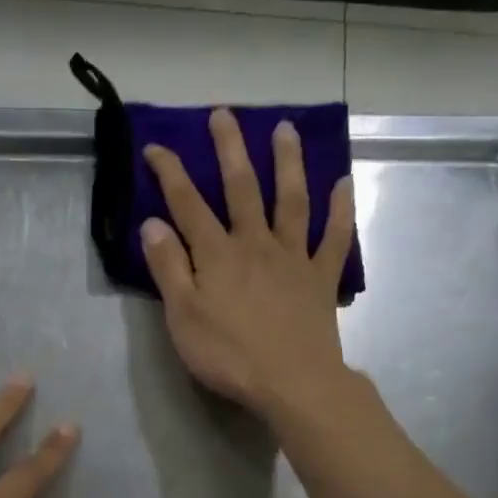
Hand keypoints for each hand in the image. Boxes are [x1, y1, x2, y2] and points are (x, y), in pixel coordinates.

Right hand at [140, 108, 356, 417]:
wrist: (293, 382)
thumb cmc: (229, 355)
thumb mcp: (183, 317)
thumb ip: (169, 268)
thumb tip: (153, 223)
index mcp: (217, 254)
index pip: (188, 204)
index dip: (171, 173)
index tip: (156, 146)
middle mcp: (256, 243)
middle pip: (242, 187)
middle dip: (230, 149)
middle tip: (224, 114)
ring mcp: (293, 257)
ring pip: (291, 200)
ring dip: (287, 162)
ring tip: (285, 129)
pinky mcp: (321, 278)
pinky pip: (334, 237)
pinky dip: (341, 210)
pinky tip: (344, 183)